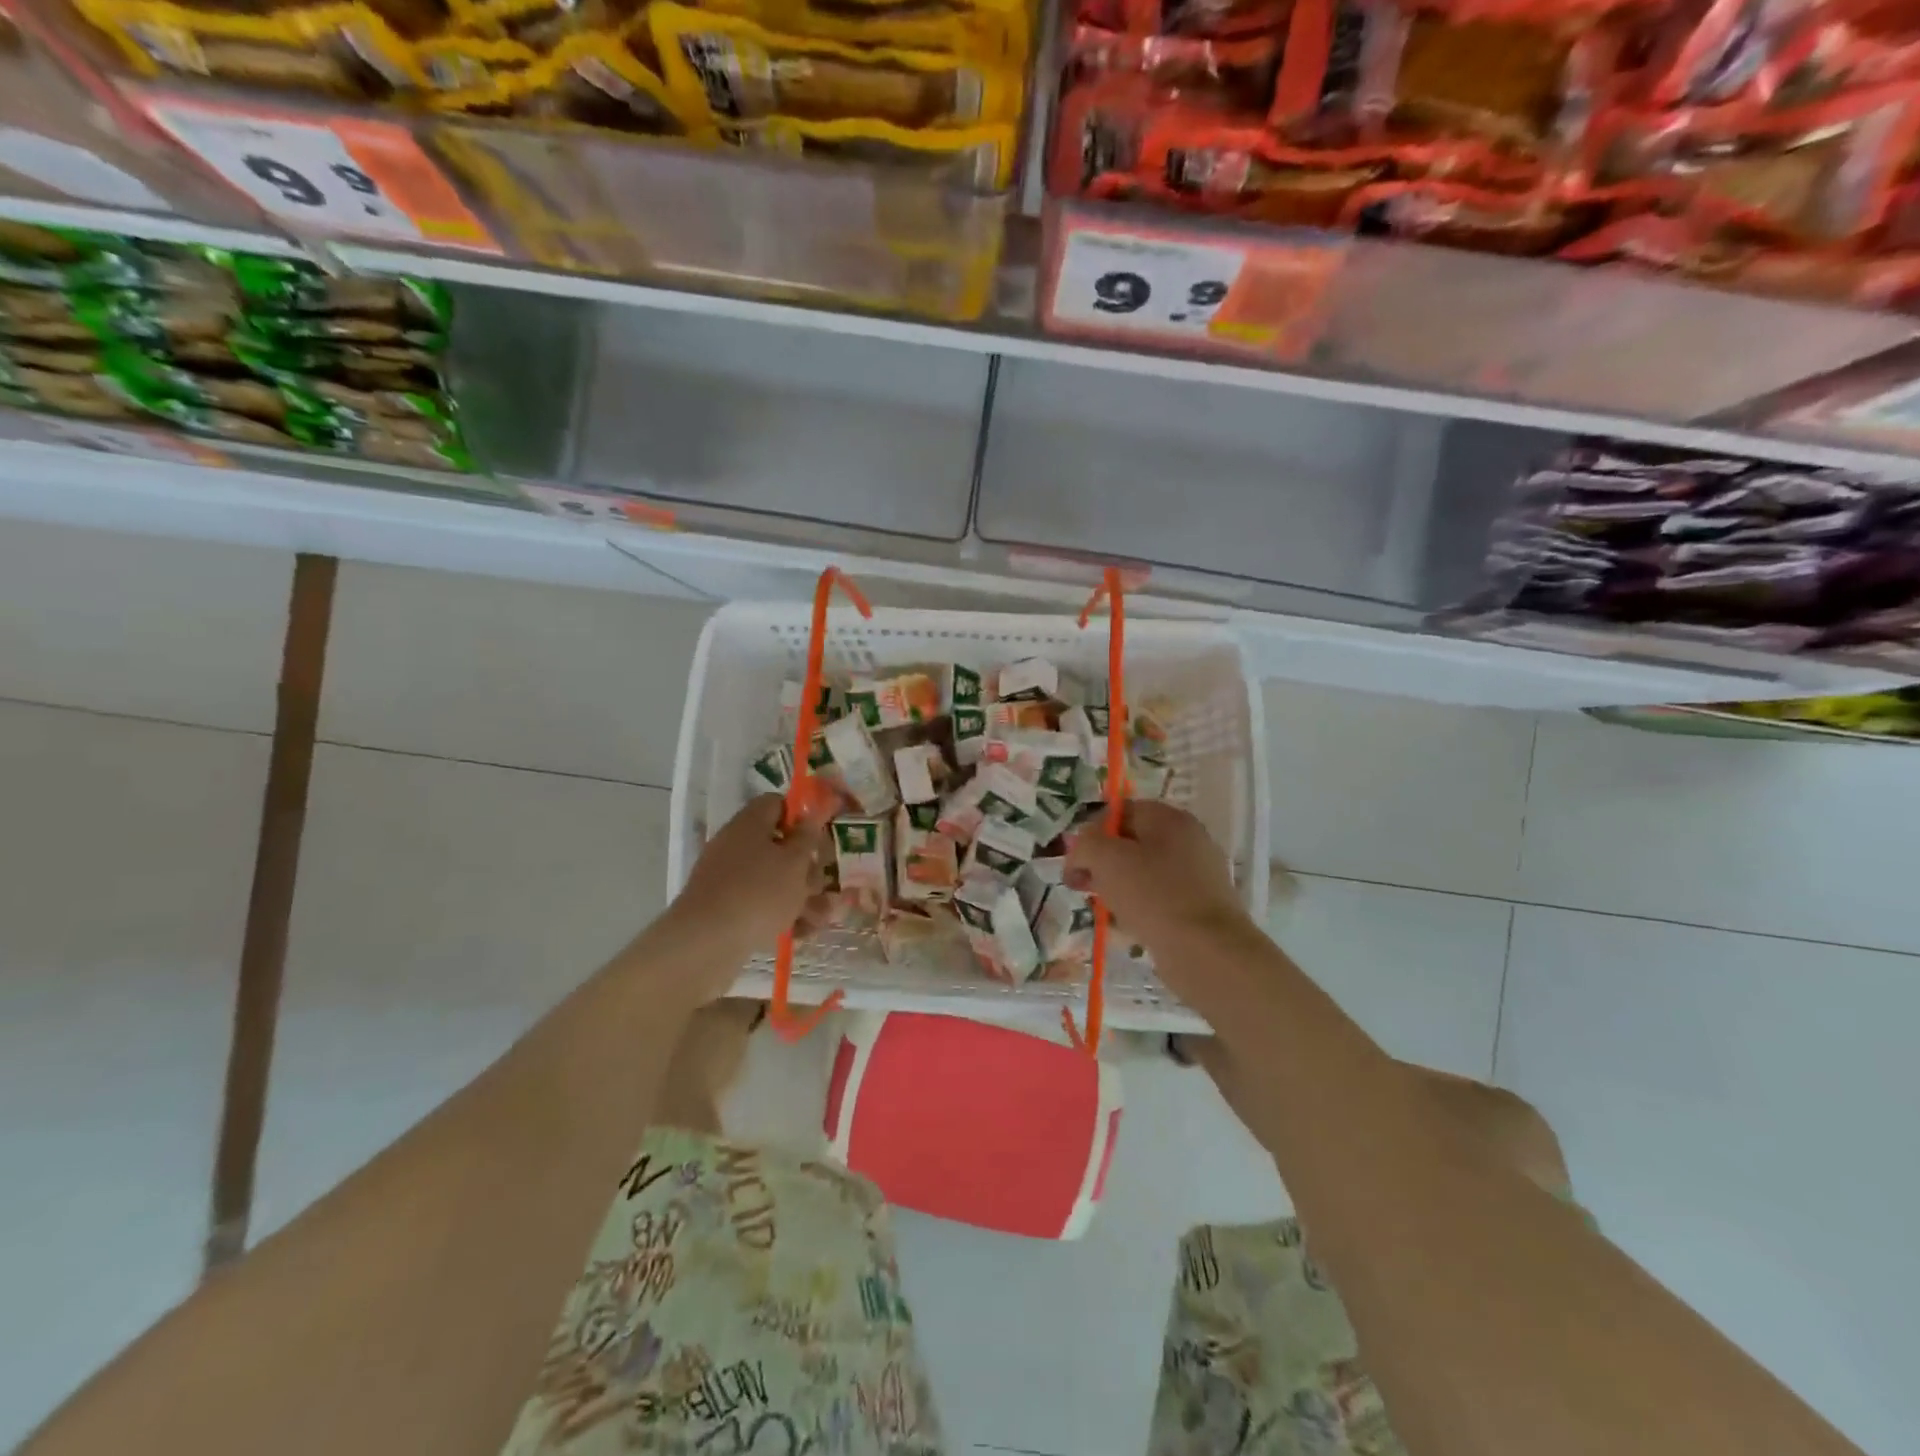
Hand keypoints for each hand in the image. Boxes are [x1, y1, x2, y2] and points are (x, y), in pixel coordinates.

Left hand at [654, 795, 832, 991]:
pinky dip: (780, 915)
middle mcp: (736, 845)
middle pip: (778, 846)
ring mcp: (727, 878)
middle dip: (807, 867)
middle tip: (824, 883)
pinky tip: (801, 933)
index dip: (801, 816)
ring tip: (822, 918)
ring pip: (772, 879)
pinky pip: (759, 904)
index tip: (820, 836)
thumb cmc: (759, 892)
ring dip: (800, 896)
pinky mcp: (724, 908)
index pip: (776, 804)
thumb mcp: (795, 862)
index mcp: (750, 823)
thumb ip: (807, 837)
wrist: (707, 942)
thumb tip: (809, 816)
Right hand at [1065, 801, 1261, 999]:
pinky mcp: (1200, 906)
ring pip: (1143, 872)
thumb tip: (1080, 852)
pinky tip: (1126, 927)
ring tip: (1102, 910)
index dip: (1090, 833)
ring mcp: (1198, 874)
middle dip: (1100, 862)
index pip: (1118, 811)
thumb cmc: (1153, 896)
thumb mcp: (1106, 859)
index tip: (1074, 862)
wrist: (1207, 952)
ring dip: (1117, 887)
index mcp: (1168, 818)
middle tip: (1080, 885)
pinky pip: (1159, 898)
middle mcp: (1188, 839)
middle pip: (1131, 842)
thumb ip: (1085, 845)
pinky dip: (1139, 907)